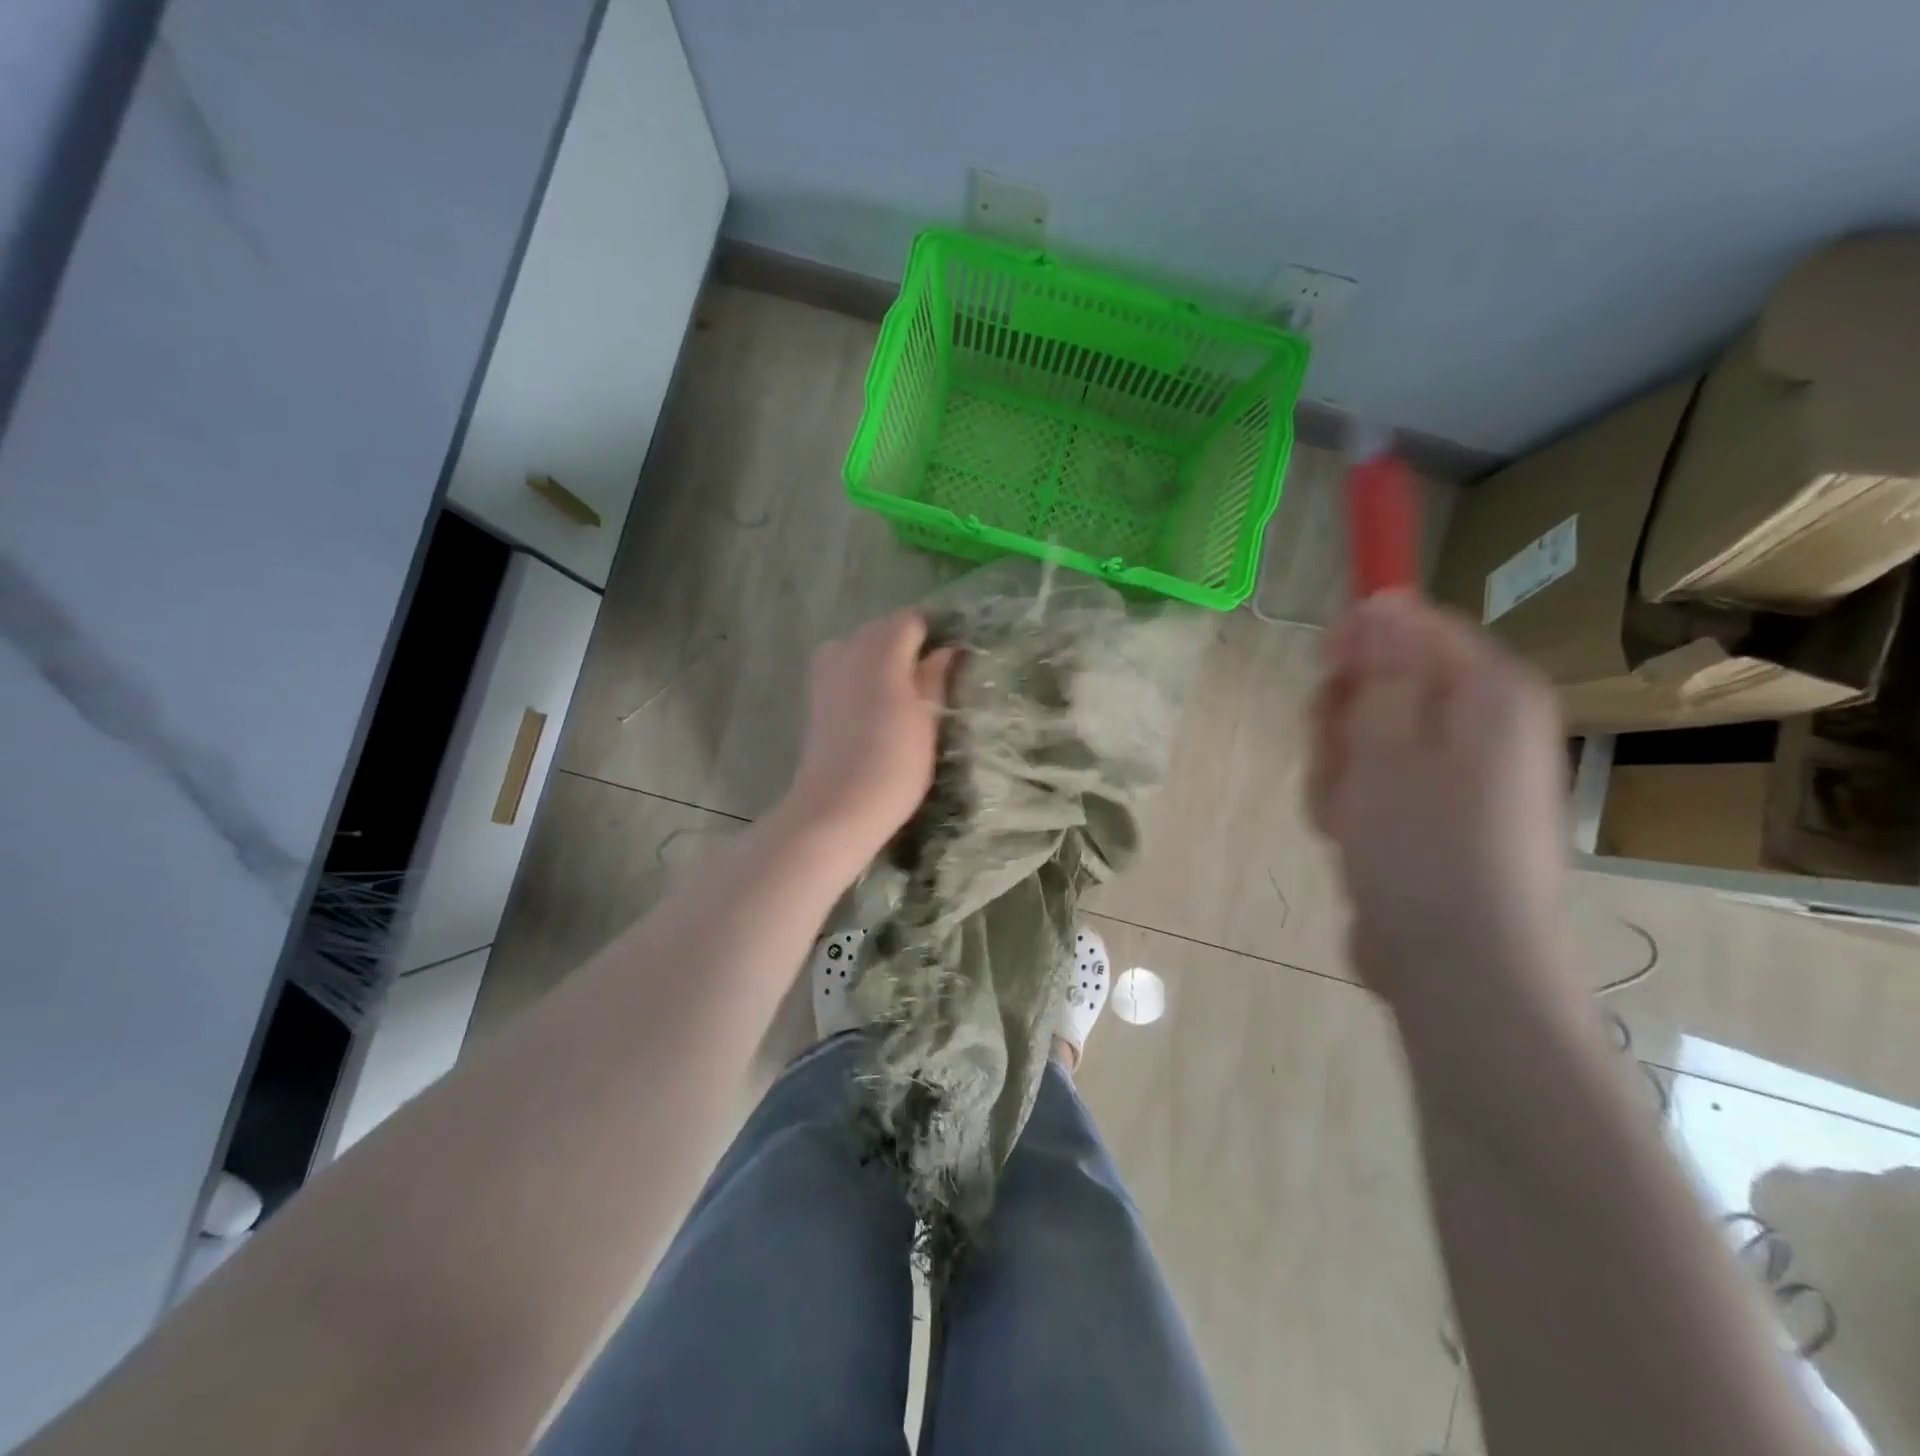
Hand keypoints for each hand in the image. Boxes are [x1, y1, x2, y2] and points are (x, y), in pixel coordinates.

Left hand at [778, 612, 955, 859]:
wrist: (838, 807)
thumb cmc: (895, 764)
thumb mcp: (928, 719)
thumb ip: (935, 677)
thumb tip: (947, 649)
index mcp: (881, 649)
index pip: (913, 620)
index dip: (936, 632)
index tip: (954, 655)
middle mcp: (848, 647)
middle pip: (884, 628)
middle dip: (909, 643)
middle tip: (936, 675)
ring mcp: (826, 668)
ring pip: (863, 646)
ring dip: (886, 659)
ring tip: (909, 690)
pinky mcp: (815, 692)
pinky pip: (846, 665)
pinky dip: (864, 673)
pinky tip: (879, 702)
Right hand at [1307, 593, 1569, 1008]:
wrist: (1455, 965)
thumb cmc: (1423, 848)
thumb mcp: (1387, 744)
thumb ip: (1382, 668)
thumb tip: (1382, 598)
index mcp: (1488, 695)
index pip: (1417, 626)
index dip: (1361, 642)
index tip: (1322, 671)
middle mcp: (1483, 727)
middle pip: (1386, 683)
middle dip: (1343, 720)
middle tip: (1336, 758)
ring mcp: (1458, 777)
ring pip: (1368, 738)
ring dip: (1338, 770)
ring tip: (1345, 816)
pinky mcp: (1432, 818)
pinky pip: (1374, 784)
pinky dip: (1351, 805)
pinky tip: (1350, 839)